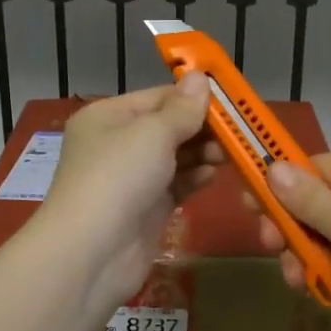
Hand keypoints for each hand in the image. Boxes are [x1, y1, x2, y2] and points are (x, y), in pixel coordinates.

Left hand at [34, 75, 221, 311]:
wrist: (92, 252)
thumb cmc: (118, 177)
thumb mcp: (152, 133)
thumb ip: (182, 109)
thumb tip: (201, 77)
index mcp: (108, 116)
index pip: (158, 96)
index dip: (193, 97)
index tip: (232, 101)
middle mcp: (116, 144)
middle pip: (167, 127)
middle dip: (202, 128)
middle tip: (238, 132)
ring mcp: (130, 179)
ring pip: (174, 157)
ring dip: (202, 153)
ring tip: (231, 154)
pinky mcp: (145, 209)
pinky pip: (175, 185)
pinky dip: (195, 178)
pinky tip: (215, 175)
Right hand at [257, 154, 330, 330]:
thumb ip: (308, 201)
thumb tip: (270, 166)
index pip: (308, 168)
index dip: (275, 185)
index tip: (246, 207)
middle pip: (309, 205)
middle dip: (288, 229)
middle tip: (271, 250)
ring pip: (319, 239)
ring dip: (303, 258)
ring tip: (300, 282)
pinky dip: (325, 278)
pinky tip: (320, 294)